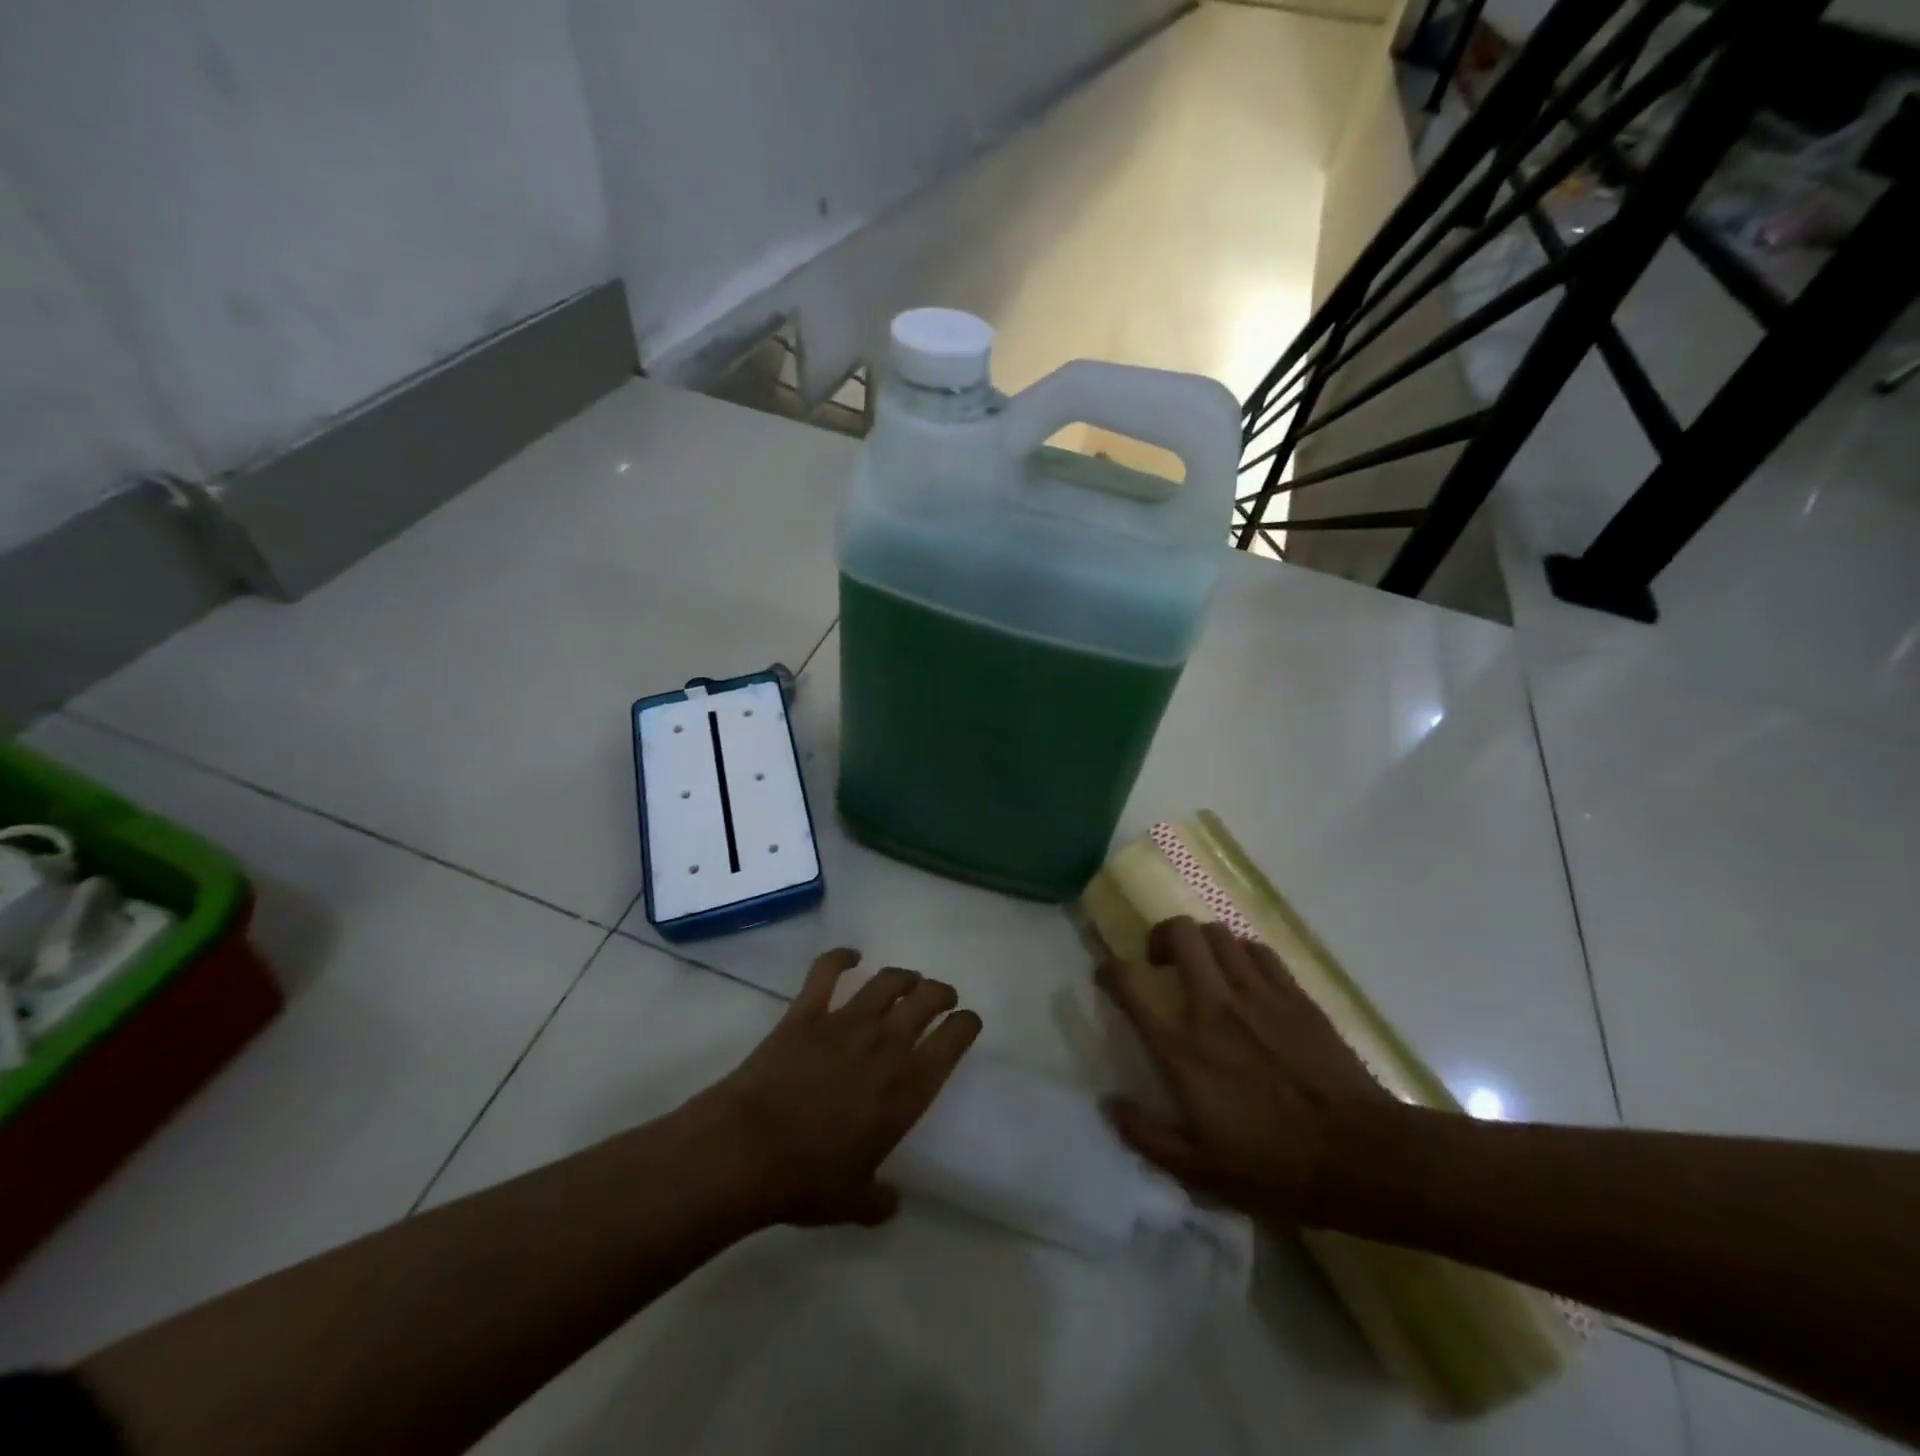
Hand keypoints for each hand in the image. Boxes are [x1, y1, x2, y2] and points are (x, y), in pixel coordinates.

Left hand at [703, 949, 981, 1228]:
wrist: (747, 1150)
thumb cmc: (807, 1180)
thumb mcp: (854, 1203)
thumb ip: (880, 1199)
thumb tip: (891, 1202)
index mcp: (907, 1089)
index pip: (953, 1041)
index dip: (966, 1024)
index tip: (968, 1021)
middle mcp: (885, 1045)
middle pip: (926, 1000)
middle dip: (941, 993)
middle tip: (942, 996)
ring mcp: (845, 1022)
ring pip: (887, 981)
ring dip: (904, 976)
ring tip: (909, 979)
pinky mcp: (807, 1011)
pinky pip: (827, 971)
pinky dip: (840, 957)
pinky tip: (851, 955)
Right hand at [1097, 917, 1390, 1223]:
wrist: (1360, 1156)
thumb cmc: (1274, 1166)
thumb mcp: (1200, 1171)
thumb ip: (1147, 1136)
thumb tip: (1109, 1105)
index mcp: (1181, 1047)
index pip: (1129, 985)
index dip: (1109, 971)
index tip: (1107, 977)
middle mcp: (1212, 1006)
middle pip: (1178, 933)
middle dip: (1160, 937)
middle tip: (1160, 962)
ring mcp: (1256, 994)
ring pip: (1217, 933)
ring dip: (1201, 942)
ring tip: (1203, 967)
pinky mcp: (1294, 994)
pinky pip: (1257, 950)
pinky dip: (1241, 953)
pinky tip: (1245, 977)